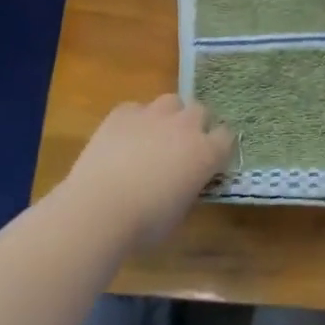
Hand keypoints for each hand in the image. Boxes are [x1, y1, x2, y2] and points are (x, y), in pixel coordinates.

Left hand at [59, 95, 233, 249]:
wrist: (98, 209)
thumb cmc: (144, 222)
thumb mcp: (180, 212)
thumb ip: (189, 188)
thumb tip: (185, 182)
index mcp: (206, 153)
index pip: (226, 136)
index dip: (218, 147)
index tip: (209, 160)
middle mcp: (186, 126)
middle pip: (200, 111)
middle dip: (195, 125)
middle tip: (181, 147)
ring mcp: (154, 115)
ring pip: (171, 102)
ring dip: (168, 116)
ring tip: (154, 136)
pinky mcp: (123, 113)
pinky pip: (136, 109)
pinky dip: (134, 121)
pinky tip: (123, 139)